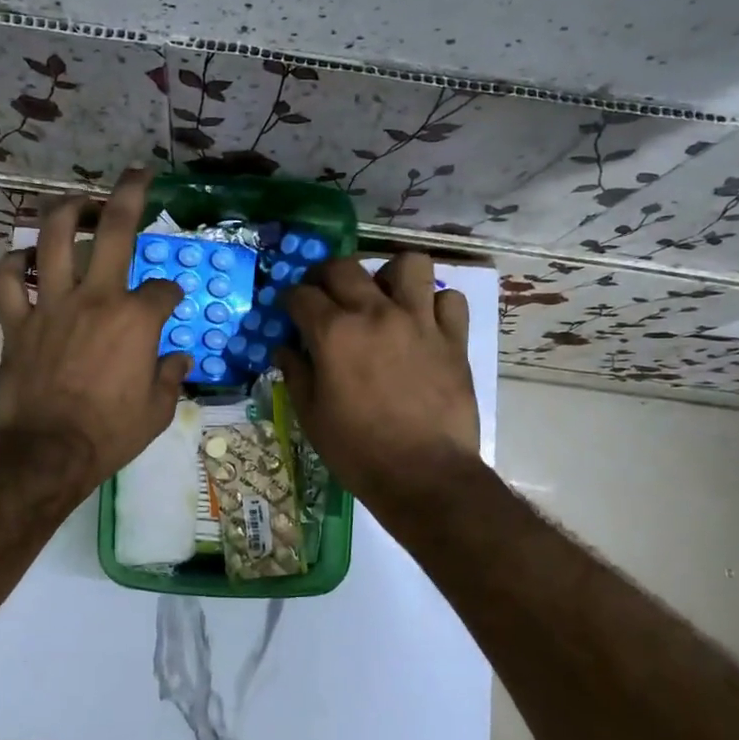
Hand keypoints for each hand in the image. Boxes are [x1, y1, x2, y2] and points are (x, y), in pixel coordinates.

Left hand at [0, 169, 188, 494]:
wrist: (48, 452)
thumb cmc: (109, 434)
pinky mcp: (17, 322)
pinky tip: (24, 259)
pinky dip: (13, 265)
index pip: (164, 288)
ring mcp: (52, 305)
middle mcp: (96, 298)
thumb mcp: (157, 411)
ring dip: (65, 212)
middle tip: (137, 175)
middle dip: (130, 195)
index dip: (171, 293)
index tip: (170, 304)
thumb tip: (177, 359)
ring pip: (53, 239)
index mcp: (137, 319)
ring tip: (76, 202)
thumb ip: (170, 378)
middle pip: (114, 230)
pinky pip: (7, 281)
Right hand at [274, 253, 477, 505]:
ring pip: (408, 264)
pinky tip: (424, 322)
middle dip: (325, 276)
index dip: (290, 301)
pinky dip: (435, 304)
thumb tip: (285, 349)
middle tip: (325, 296)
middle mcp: (375, 313)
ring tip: (384, 296)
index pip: (301, 294)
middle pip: (344, 267)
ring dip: (390, 274)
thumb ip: (296, 374)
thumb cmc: (358, 451)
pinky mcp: (453, 338)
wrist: (424, 475)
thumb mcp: (312, 416)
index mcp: (334, 332)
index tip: (290, 312)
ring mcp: (419, 321)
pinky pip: (449, 299)